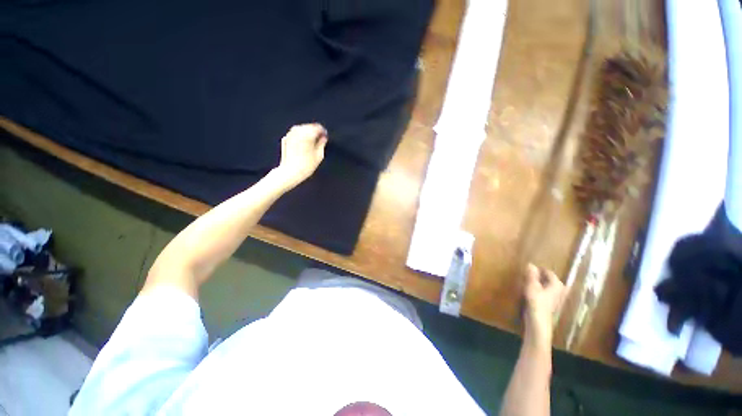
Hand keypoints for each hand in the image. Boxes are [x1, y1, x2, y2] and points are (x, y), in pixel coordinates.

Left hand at [273, 123, 327, 189]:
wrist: (290, 172)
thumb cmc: (306, 165)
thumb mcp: (319, 155)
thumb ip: (322, 144)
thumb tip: (323, 138)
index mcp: (307, 134)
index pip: (317, 127)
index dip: (323, 131)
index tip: (325, 136)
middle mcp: (297, 131)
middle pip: (309, 127)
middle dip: (314, 132)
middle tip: (319, 140)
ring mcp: (290, 134)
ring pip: (301, 129)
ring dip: (307, 134)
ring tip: (311, 143)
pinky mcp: (285, 139)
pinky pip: (294, 134)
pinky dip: (299, 137)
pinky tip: (302, 145)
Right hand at [522, 263, 565, 349]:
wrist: (539, 323)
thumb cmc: (536, 302)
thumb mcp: (532, 286)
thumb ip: (531, 275)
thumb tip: (530, 264)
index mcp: (557, 285)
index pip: (549, 273)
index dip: (540, 269)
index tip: (530, 267)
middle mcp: (560, 291)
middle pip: (550, 280)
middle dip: (541, 277)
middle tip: (530, 274)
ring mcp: (556, 300)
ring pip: (548, 288)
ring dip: (541, 284)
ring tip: (530, 282)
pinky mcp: (550, 306)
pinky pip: (546, 294)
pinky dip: (540, 291)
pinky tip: (532, 293)